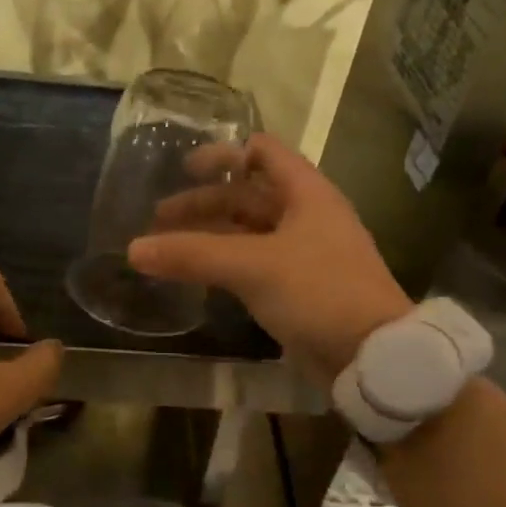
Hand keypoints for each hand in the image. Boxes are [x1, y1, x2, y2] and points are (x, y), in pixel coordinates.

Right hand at [127, 133, 410, 386]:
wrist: (371, 354)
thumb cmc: (319, 292)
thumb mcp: (253, 267)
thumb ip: (193, 255)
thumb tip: (134, 250)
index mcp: (306, 193)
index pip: (263, 152)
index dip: (224, 154)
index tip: (183, 168)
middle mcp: (306, 216)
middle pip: (247, 196)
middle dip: (204, 203)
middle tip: (159, 219)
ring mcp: (303, 253)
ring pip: (248, 232)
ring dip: (210, 235)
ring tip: (168, 247)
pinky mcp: (297, 288)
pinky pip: (252, 264)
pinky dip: (223, 263)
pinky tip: (196, 275)